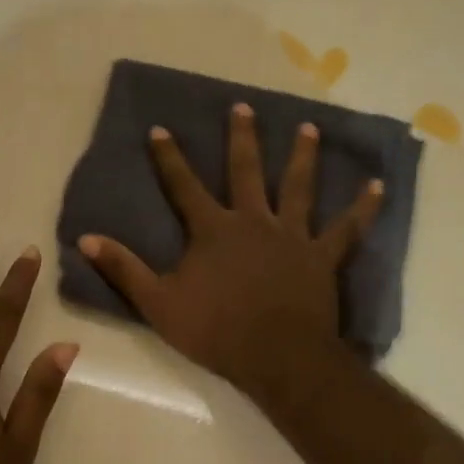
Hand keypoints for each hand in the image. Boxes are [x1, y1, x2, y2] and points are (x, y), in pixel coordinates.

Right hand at [78, 103, 382, 394]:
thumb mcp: (158, 303)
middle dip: (242, 138)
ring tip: (309, 129)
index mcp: (212, 230)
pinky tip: (378, 186)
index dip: (170, 157)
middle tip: (244, 107)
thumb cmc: (215, 331)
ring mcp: (291, 236)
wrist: (276, 356)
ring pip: (298, 187)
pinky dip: (362, 208)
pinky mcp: (321, 257)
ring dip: (303, 157)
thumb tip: (85, 238)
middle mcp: (253, 220)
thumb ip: (124, 269)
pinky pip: (346, 228)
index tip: (161, 128)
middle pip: (246, 171)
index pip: (184, 186)